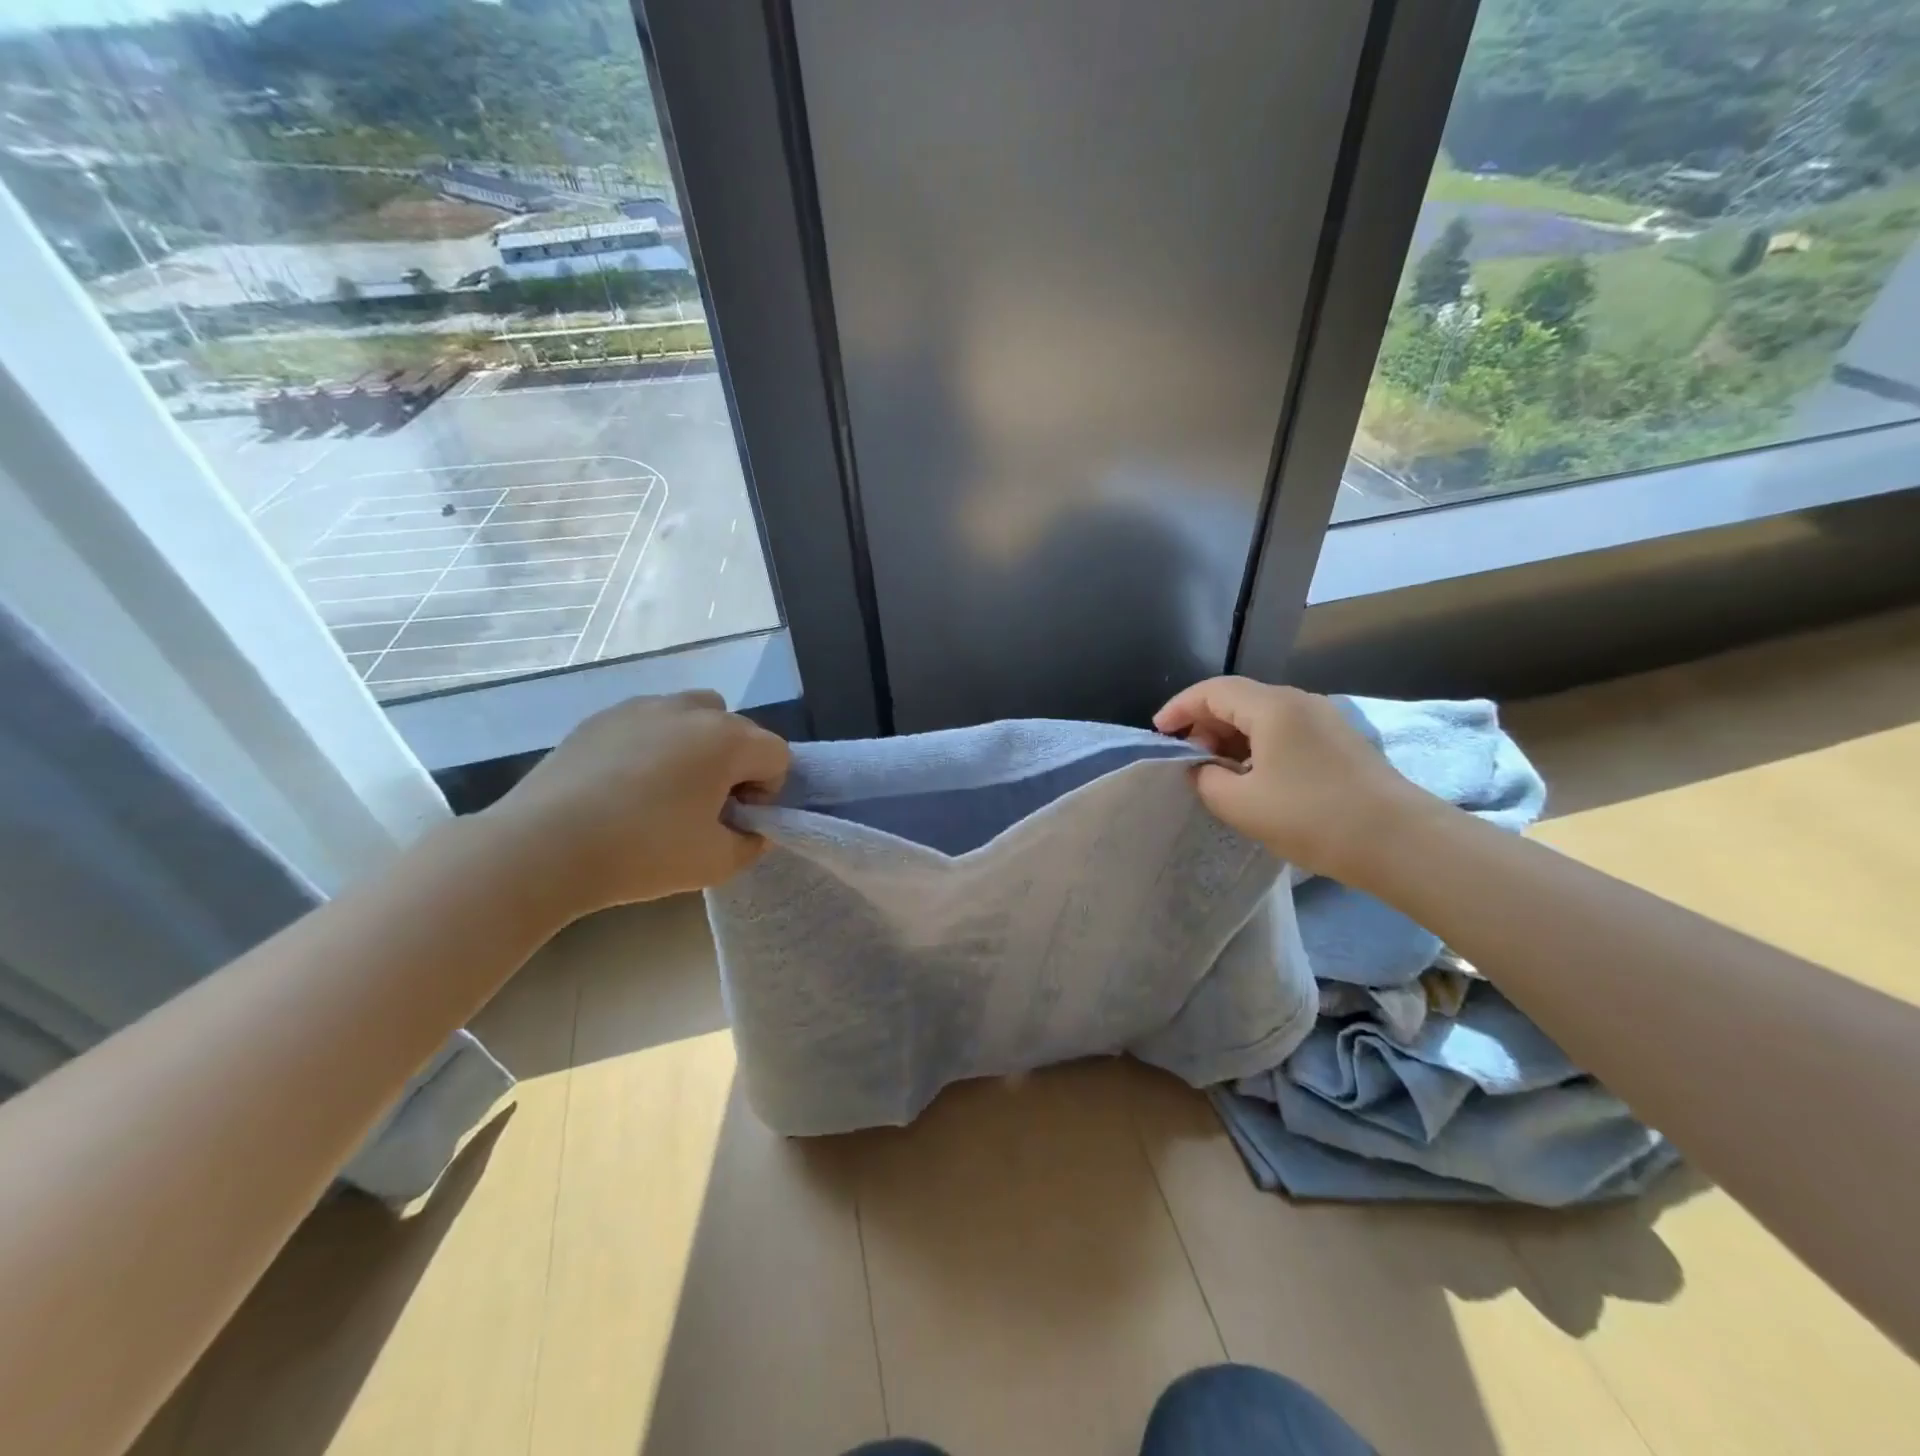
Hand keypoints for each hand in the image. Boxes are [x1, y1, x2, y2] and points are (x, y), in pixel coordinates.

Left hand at [482, 691, 788, 914]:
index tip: (735, 820)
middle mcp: (691, 710)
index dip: (767, 791)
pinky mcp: (601, 717)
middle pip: (739, 729)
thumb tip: (754, 829)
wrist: (542, 847)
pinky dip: (654, 744)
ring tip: (668, 788)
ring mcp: (642, 707)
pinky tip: (625, 785)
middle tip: (705, 807)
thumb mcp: (717, 863)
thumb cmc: (643, 852)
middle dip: (735, 765)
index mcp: (728, 739)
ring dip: (698, 745)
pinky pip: (649, 722)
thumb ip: (753, 843)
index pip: (777, 755)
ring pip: (694, 714)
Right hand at [1154, 677, 1427, 880]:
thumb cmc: (1312, 816)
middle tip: (1187, 757)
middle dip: (1205, 723)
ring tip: (1217, 771)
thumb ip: (1207, 780)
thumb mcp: (1241, 804)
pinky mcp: (1341, 742)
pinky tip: (1254, 778)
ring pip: (1264, 716)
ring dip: (1233, 737)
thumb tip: (1204, 769)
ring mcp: (1326, 720)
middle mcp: (1300, 702)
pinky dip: (1259, 746)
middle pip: (1239, 698)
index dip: (1179, 708)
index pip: (1212, 691)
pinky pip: (1286, 732)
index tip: (1159, 733)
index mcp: (1272, 706)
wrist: (1399, 841)